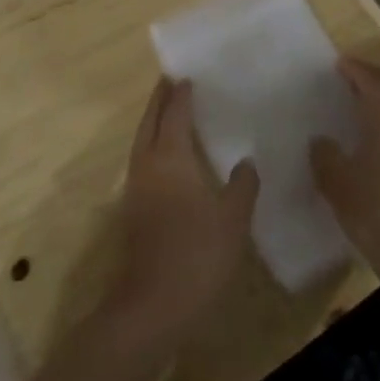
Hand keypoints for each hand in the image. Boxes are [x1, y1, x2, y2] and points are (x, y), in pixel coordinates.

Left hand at [104, 78, 258, 352]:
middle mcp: (147, 164)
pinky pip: (143, 161)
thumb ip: (242, 185)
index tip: (188, 76)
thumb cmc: (198, 253)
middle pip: (150, 121)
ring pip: (142, 141)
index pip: (175, 114)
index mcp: (170, 157)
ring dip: (154, 122)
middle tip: (171, 82)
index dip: (182, 95)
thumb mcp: (233, 218)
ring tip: (171, 113)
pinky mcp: (134, 209)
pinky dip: (154, 146)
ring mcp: (136, 187)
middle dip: (159, 100)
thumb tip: (245, 161)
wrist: (153, 304)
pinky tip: (170, 158)